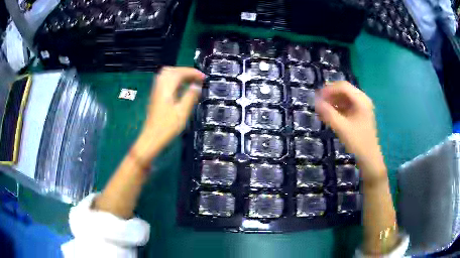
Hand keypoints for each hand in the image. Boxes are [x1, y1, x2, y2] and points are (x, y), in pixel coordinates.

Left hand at [134, 67, 204, 161]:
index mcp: (166, 88)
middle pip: (171, 70)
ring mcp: (156, 91)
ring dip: (179, 75)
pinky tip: (181, 88)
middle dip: (185, 71)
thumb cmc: (167, 127)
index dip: (192, 73)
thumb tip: (197, 86)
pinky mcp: (155, 96)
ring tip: (190, 81)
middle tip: (196, 78)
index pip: (179, 73)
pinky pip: (165, 82)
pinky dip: (174, 81)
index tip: (203, 77)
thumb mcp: (182, 112)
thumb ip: (190, 96)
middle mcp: (159, 86)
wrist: (151, 138)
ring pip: (167, 75)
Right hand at [315, 81, 385, 183]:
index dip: (329, 89)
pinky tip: (329, 116)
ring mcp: (362, 108)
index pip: (343, 86)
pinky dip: (337, 109)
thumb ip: (328, 113)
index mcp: (361, 100)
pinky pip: (347, 107)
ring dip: (333, 102)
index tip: (317, 97)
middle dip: (330, 95)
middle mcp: (363, 100)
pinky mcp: (360, 115)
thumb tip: (315, 102)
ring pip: (345, 99)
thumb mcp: (342, 128)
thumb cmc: (358, 142)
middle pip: (344, 91)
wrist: (369, 159)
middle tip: (318, 103)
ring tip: (322, 110)